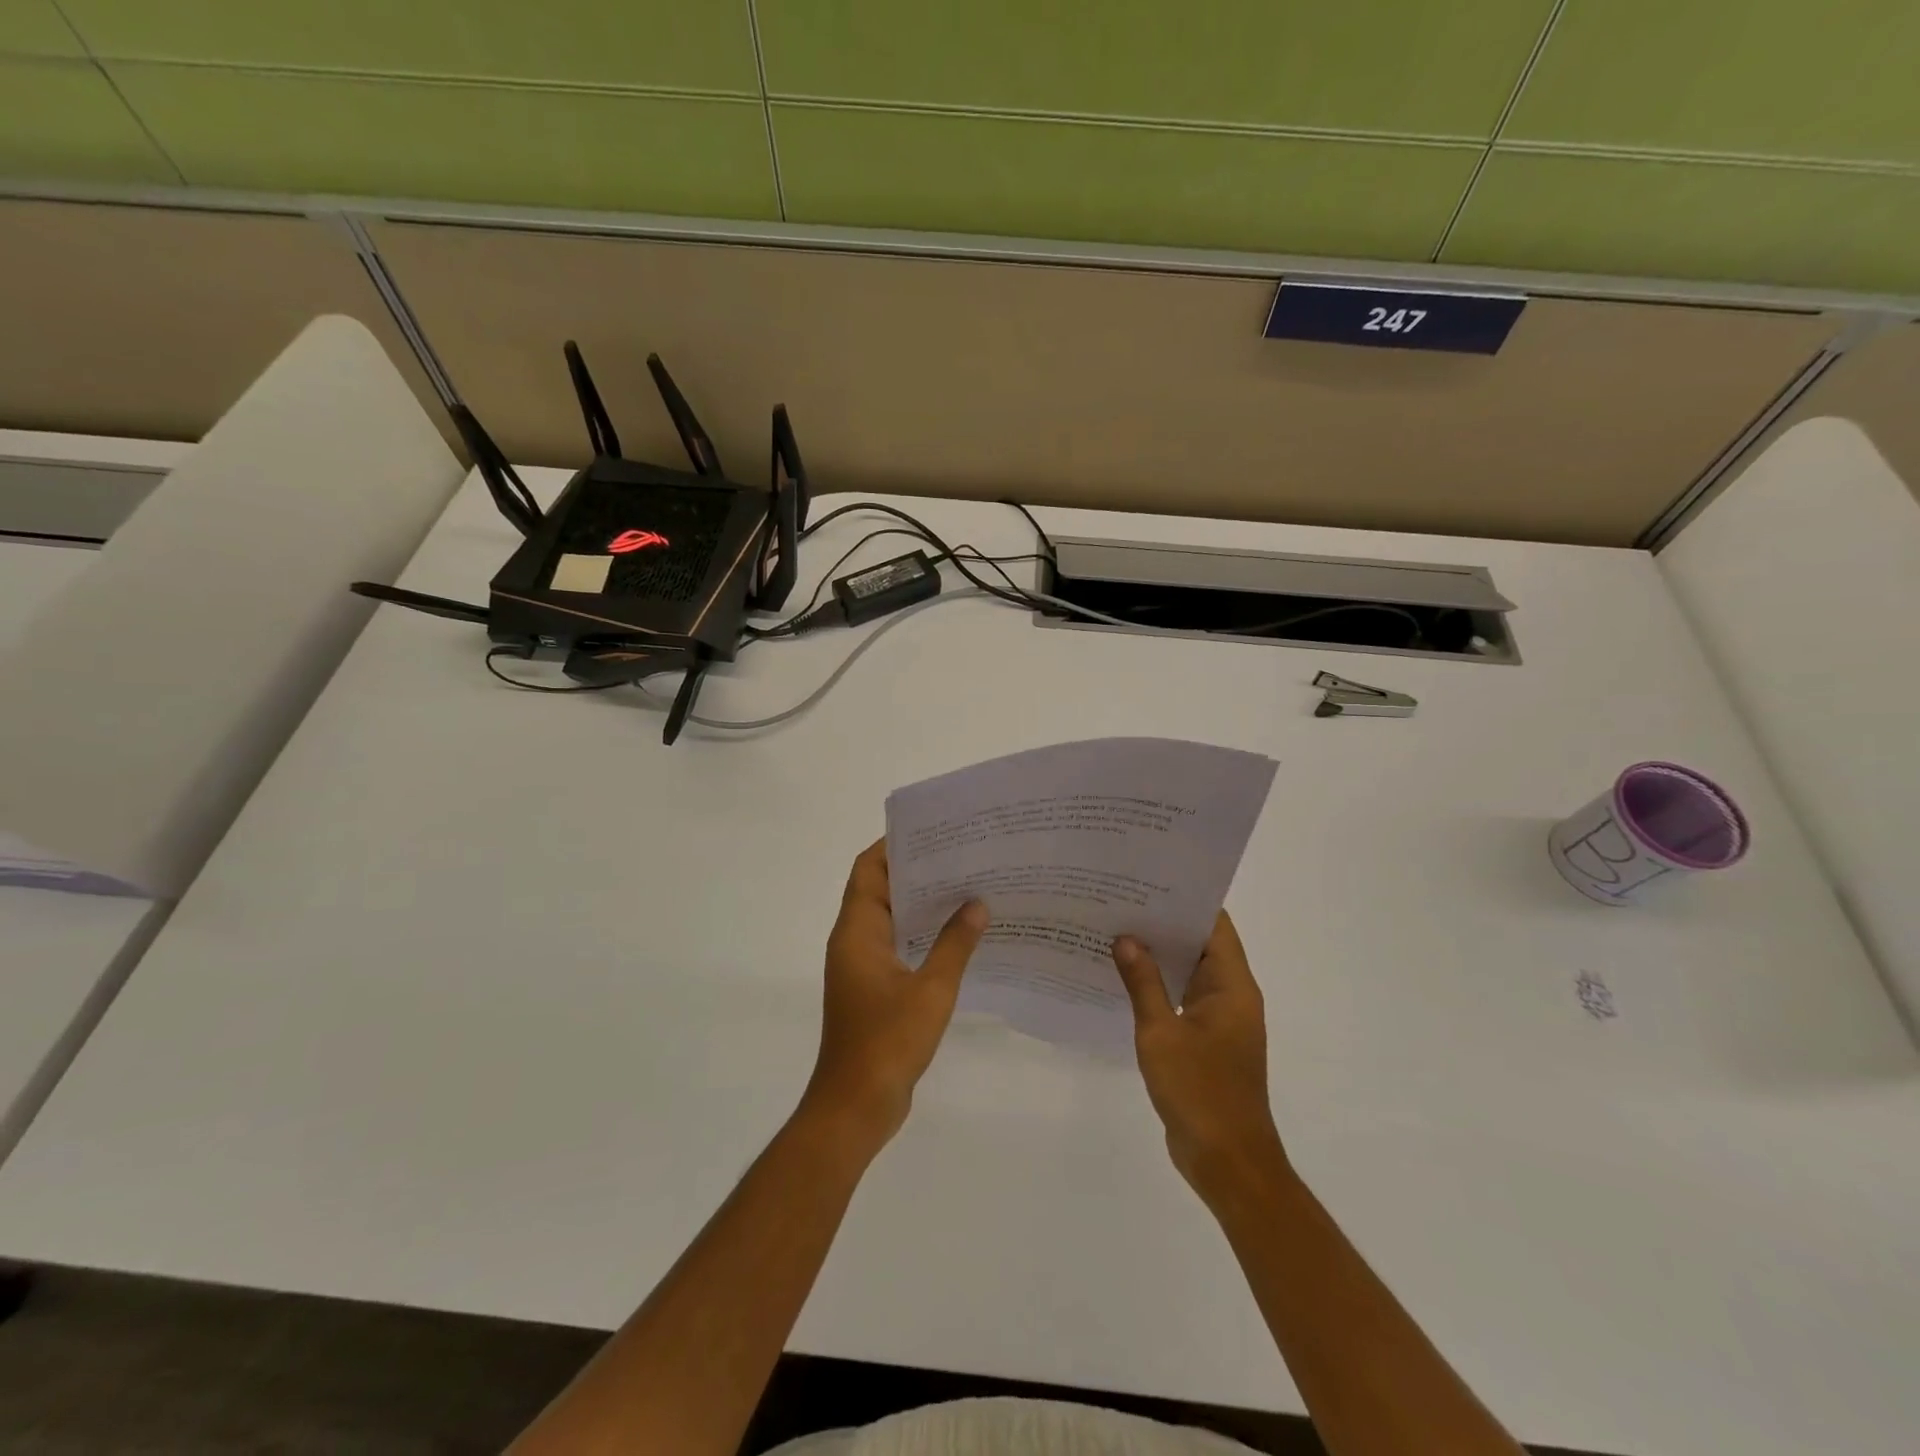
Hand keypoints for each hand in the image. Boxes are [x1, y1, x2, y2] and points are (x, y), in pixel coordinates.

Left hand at [801, 840, 988, 1152]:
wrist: (856, 1106)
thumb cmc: (888, 1042)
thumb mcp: (931, 990)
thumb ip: (955, 944)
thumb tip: (977, 903)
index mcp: (857, 932)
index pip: (868, 870)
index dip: (893, 846)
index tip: (932, 831)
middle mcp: (854, 941)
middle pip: (879, 889)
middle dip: (916, 870)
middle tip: (960, 855)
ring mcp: (862, 967)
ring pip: (890, 918)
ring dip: (920, 903)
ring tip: (966, 887)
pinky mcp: (873, 989)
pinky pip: (896, 945)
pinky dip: (921, 934)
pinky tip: (958, 935)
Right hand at [1112, 912, 1287, 1200]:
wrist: (1227, 1161)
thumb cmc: (1199, 1092)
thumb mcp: (1161, 1034)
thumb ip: (1143, 983)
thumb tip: (1125, 938)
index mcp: (1232, 986)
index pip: (1214, 926)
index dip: (1186, 900)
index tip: (1149, 882)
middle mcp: (1231, 995)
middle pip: (1200, 945)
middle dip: (1164, 924)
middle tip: (1120, 901)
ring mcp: (1219, 1019)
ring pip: (1188, 972)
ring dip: (1159, 955)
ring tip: (1115, 930)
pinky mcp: (1206, 1041)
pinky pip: (1182, 999)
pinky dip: (1158, 985)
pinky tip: (1123, 978)